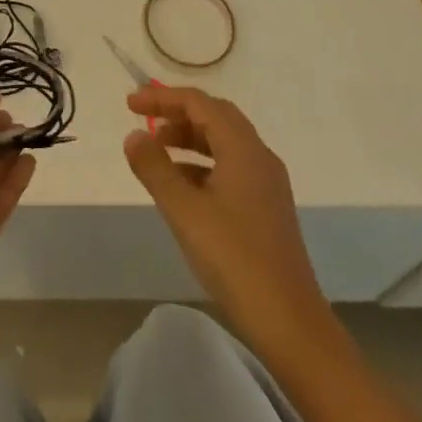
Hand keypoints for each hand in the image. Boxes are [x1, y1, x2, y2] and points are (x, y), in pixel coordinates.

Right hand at [123, 85, 326, 349]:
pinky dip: (202, 165)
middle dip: (177, 113)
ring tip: (157, 152)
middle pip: (214, 116)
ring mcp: (267, 183)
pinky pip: (230, 167)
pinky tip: (182, 189)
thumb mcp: (184, 211)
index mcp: (243, 148)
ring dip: (189, 139)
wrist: (290, 324)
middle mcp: (259, 156)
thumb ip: (155, 169)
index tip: (130, 104)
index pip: (199, 103)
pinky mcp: (267, 209)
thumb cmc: (235, 259)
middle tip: (145, 120)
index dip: (162, 97)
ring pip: (223, 143)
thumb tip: (133, 136)